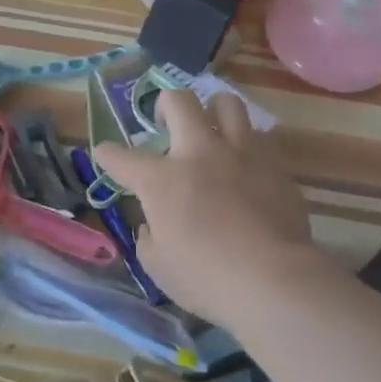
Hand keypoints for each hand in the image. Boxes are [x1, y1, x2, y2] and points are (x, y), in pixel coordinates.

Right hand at [94, 90, 316, 322]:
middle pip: (179, 101)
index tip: (106, 154)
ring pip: (227, 103)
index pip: (123, 157)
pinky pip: (260, 138)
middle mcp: (200, 153)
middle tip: (166, 122)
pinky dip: (248, 145)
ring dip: (214, 111)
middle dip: (165, 105)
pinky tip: (247, 164)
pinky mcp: (275, 164)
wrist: (274, 279)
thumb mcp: (159, 268)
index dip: (108, 154)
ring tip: (212, 128)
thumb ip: (149, 239)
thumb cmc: (208, 279)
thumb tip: (152, 226)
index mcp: (162, 180)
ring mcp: (241, 153)